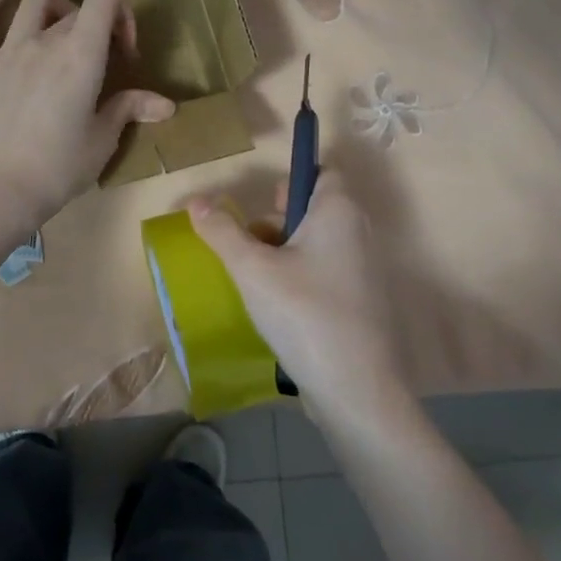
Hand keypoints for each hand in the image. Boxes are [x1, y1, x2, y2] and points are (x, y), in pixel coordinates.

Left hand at [0, 0, 175, 231]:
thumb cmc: (59, 168)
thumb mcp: (103, 140)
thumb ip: (130, 109)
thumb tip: (166, 104)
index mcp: (81, 55)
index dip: (120, 12)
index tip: (122, 51)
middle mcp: (44, 41)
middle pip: (75, 12)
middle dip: (94, 30)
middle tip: (98, 67)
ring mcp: (6, 51)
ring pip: (31, 4)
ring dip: (53, 10)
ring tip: (59, 32)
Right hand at [187, 170, 414, 426]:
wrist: (355, 388)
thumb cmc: (303, 313)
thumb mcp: (252, 270)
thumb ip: (222, 232)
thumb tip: (197, 201)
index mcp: (339, 212)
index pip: (322, 172)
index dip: (291, 180)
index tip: (262, 205)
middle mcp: (359, 232)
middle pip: (313, 207)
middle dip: (275, 220)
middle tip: (249, 246)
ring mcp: (364, 269)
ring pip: (316, 242)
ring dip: (281, 251)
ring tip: (254, 279)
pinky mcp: (360, 301)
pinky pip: (324, 271)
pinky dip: (299, 276)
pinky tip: (275, 305)